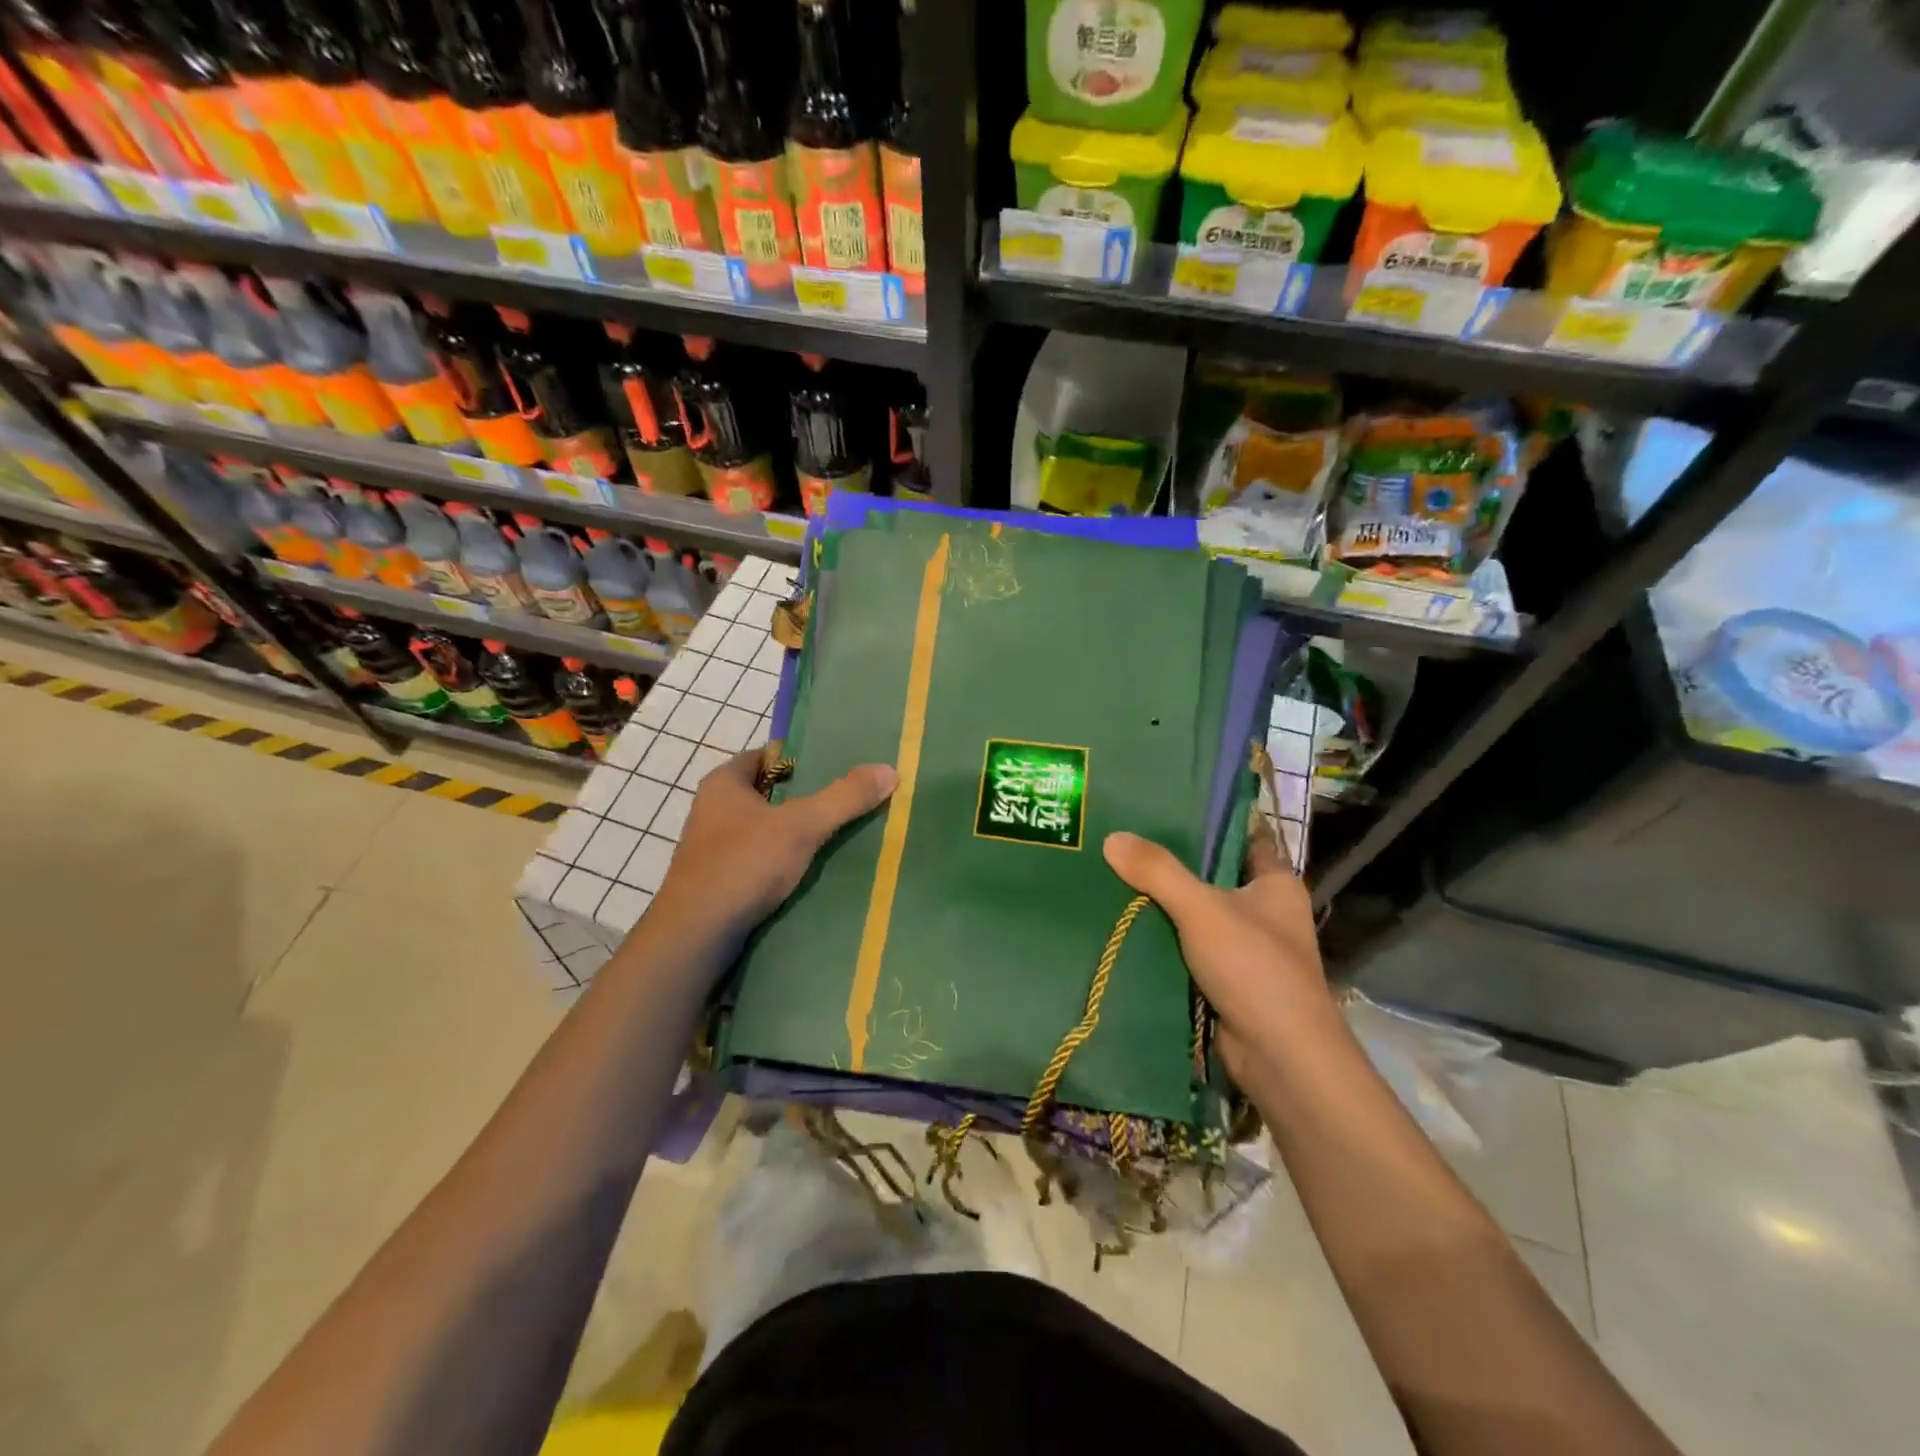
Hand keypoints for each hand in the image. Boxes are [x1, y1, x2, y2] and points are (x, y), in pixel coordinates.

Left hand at [649, 749, 896, 959]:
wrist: (696, 936)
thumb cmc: (743, 865)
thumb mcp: (801, 826)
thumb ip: (844, 797)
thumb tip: (890, 770)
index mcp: (724, 783)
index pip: (770, 755)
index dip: (804, 758)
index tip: (842, 766)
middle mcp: (714, 808)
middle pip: (772, 792)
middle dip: (808, 797)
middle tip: (851, 799)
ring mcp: (714, 847)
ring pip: (767, 828)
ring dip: (798, 832)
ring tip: (843, 834)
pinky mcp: (721, 879)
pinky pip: (762, 858)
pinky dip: (786, 860)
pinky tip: (815, 870)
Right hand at [1103, 817, 1330, 1086]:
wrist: (1280, 1057)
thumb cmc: (1255, 968)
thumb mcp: (1203, 909)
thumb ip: (1159, 871)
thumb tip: (1112, 837)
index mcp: (1275, 884)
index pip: (1243, 837)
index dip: (1210, 821)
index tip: (1165, 806)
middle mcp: (1265, 911)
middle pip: (1213, 875)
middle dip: (1174, 863)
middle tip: (1124, 839)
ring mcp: (1246, 947)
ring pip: (1198, 914)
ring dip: (1164, 904)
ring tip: (1114, 875)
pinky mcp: (1227, 979)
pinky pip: (1190, 948)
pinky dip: (1164, 939)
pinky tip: (1124, 924)